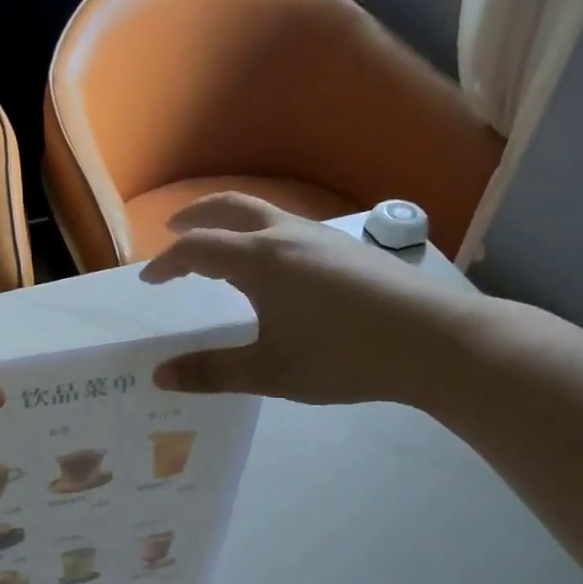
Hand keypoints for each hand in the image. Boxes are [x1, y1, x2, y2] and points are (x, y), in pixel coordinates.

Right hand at [139, 193, 482, 407]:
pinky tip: (272, 265)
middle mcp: (286, 236)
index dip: (167, 262)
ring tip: (219, 247)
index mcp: (259, 260)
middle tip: (173, 230)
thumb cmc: (341, 356)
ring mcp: (321, 238)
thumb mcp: (269, 372)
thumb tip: (160, 376)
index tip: (149, 280)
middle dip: (196, 216)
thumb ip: (211, 372)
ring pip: (263, 214)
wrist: (433, 341)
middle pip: (230, 207)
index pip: (197, 248)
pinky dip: (259, 234)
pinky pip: (287, 227)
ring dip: (230, 222)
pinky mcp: (347, 248)